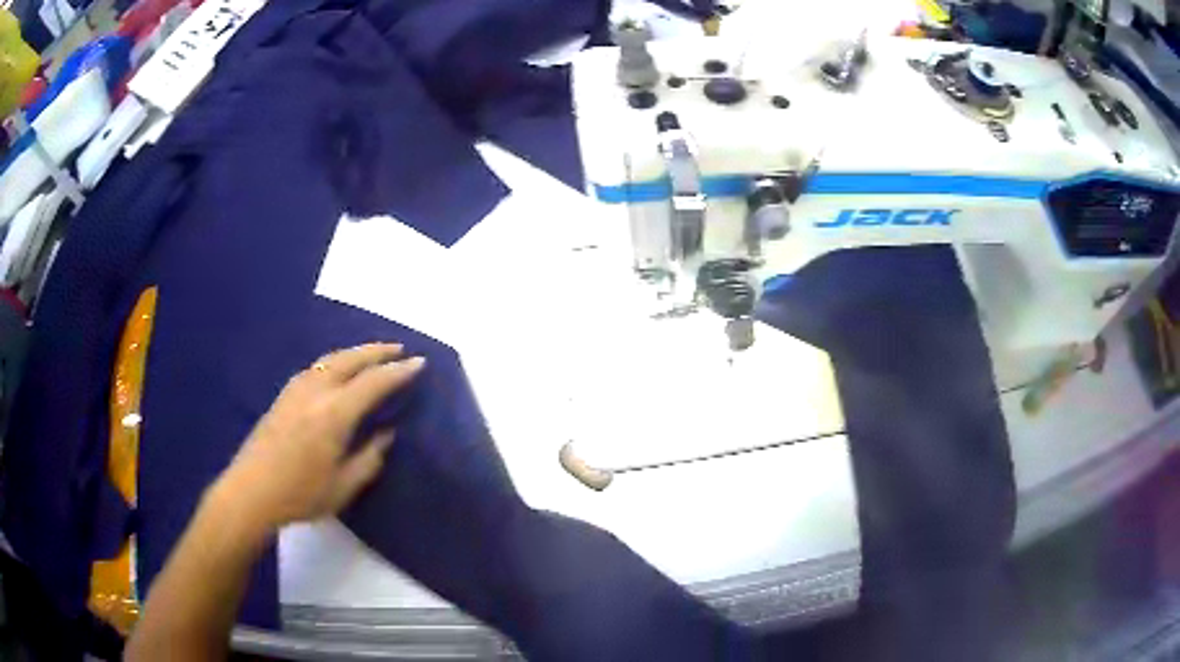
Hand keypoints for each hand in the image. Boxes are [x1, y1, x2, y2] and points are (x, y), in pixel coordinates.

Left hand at [213, 343, 424, 530]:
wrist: (251, 492)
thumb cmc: (300, 494)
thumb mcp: (344, 486)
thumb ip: (369, 458)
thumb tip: (386, 434)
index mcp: (334, 414)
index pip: (373, 383)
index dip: (398, 372)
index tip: (419, 362)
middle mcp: (316, 392)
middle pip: (351, 359)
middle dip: (377, 351)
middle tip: (399, 348)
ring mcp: (296, 390)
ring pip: (331, 359)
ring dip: (356, 352)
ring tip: (373, 353)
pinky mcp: (284, 395)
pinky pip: (316, 367)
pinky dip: (336, 361)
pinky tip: (338, 370)